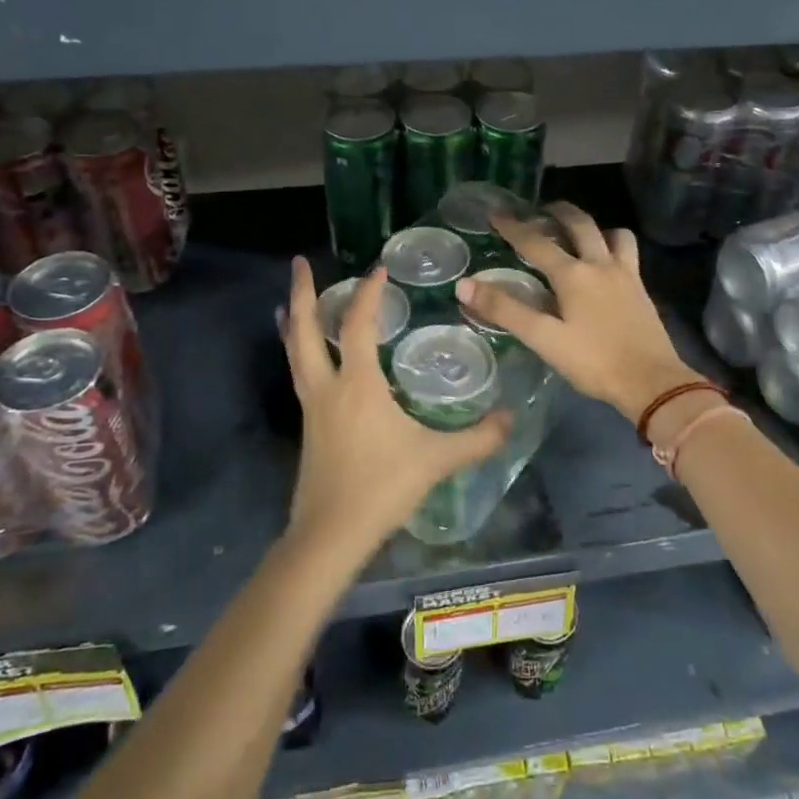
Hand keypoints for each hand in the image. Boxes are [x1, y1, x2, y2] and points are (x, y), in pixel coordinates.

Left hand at [282, 257, 510, 560]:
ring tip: (287, 301)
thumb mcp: (436, 460)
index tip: (379, 268)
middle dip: (302, 292)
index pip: (359, 325)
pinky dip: (297, 352)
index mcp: (358, 385)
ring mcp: (312, 407)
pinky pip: (299, 375)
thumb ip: (477, 438)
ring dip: (293, 322)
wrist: (330, 535)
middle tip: (299, 263)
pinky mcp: (307, 428)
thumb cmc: (382, 488)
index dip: (368, 293)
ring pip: (294, 352)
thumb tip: (511, 418)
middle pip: (305, 329)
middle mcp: (327, 387)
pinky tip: (306, 358)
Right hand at [458, 202, 700, 423]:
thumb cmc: (594, 361)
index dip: (513, 227)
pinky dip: (614, 245)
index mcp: (573, 274)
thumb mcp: (544, 339)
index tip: (497, 213)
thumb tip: (465, 285)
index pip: (536, 243)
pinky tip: (606, 264)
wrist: (652, 382)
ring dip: (593, 226)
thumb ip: (505, 310)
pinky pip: (627, 253)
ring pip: (612, 234)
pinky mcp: (641, 289)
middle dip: (558, 212)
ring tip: (580, 233)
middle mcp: (600, 264)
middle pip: (580, 224)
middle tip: (543, 209)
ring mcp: (626, 274)